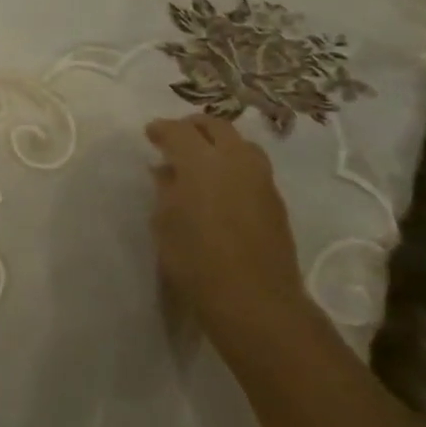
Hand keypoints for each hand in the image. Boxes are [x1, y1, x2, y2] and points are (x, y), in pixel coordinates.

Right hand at [145, 114, 308, 353]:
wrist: (254, 300)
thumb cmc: (195, 260)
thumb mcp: (164, 222)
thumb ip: (165, 189)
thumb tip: (166, 171)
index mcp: (201, 161)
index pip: (178, 130)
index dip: (161, 129)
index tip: (150, 135)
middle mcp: (235, 160)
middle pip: (215, 126)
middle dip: (193, 127)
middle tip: (176, 138)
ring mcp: (261, 179)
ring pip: (240, 143)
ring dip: (218, 143)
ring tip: (200, 159)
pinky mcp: (275, 200)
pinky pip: (251, 167)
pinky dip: (233, 164)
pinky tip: (220, 184)